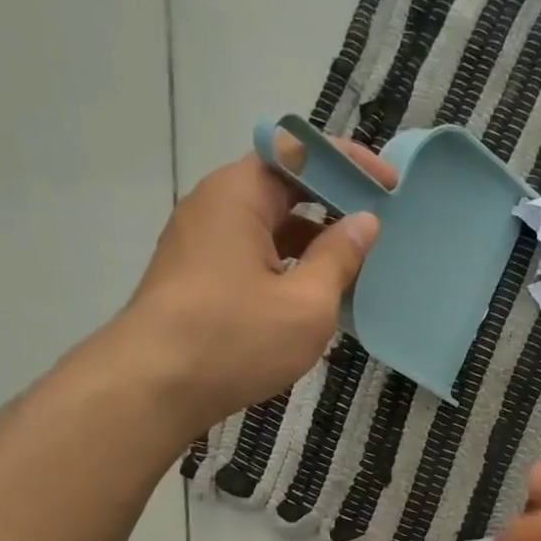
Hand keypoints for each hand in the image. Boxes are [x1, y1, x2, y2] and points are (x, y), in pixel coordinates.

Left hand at [119, 140, 394, 429]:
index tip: (389, 186)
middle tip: (378, 226)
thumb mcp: (306, 303)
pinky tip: (315, 296)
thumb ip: (339, 257)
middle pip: (283, 185)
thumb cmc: (234, 339)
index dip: (349, 162)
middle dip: (334, 202)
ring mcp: (202, 242)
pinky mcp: (198, 276)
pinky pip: (254, 254)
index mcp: (239, 195)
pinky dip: (289, 264)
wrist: (152, 389)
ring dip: (313, 240)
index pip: (299, 151)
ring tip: (356, 267)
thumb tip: (363, 222)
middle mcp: (215, 206)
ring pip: (269, 225)